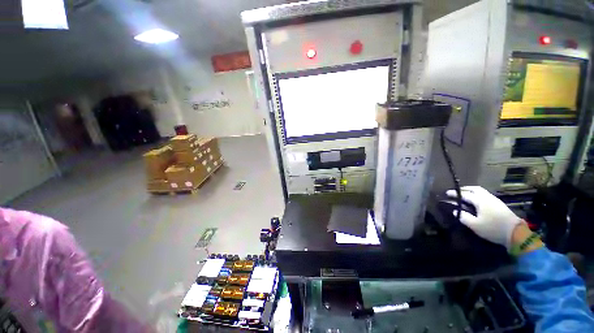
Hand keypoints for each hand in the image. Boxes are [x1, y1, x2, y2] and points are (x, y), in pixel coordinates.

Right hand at [446, 186, 521, 249]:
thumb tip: (455, 211)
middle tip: (457, 191)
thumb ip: (463, 217)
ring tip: (466, 195)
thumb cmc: (493, 228)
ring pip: (481, 192)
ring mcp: (495, 201)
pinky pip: (486, 196)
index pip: (464, 195)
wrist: (515, 233)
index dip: (455, 193)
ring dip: (472, 191)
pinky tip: (477, 201)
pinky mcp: (500, 205)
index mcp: (480, 201)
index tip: (447, 193)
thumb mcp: (475, 225)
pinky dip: (478, 196)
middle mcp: (487, 197)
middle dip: (465, 189)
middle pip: (475, 189)